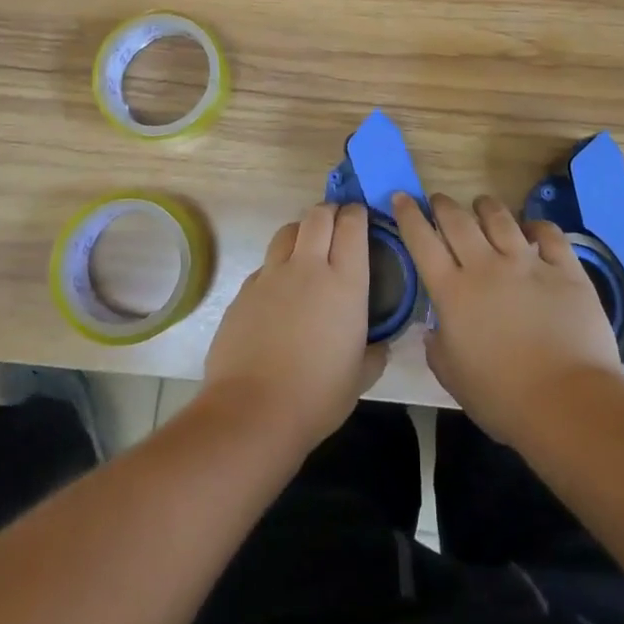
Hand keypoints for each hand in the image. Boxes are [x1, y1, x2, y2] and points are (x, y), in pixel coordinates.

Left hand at [201, 201, 384, 455]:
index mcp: (344, 282)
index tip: (361, 217)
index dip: (357, 214)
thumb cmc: (317, 396)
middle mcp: (308, 267)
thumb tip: (379, 345)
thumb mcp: (360, 377)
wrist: (252, 412)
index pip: (352, 225)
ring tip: (307, 248)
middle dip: (329, 211)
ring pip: (287, 231)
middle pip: (317, 216)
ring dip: (301, 231)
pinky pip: (265, 265)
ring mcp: (271, 276)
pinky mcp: (244, 291)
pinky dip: (276, 267)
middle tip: (336, 223)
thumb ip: (373, 353)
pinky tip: (279, 292)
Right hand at [393, 192, 621, 443]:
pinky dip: (538, 226)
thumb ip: (437, 348)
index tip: (402, 197)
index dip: (409, 216)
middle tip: (439, 200)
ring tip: (481, 204)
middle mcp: (486, 266)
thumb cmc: (502, 397)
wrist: (567, 402)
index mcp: (453, 292)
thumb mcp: (452, 378)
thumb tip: (433, 331)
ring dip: (486, 206)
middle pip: (458, 221)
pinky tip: (533, 228)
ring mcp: (528, 263)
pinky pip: (549, 234)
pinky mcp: (565, 270)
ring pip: (500, 218)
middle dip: (443, 204)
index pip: (422, 241)